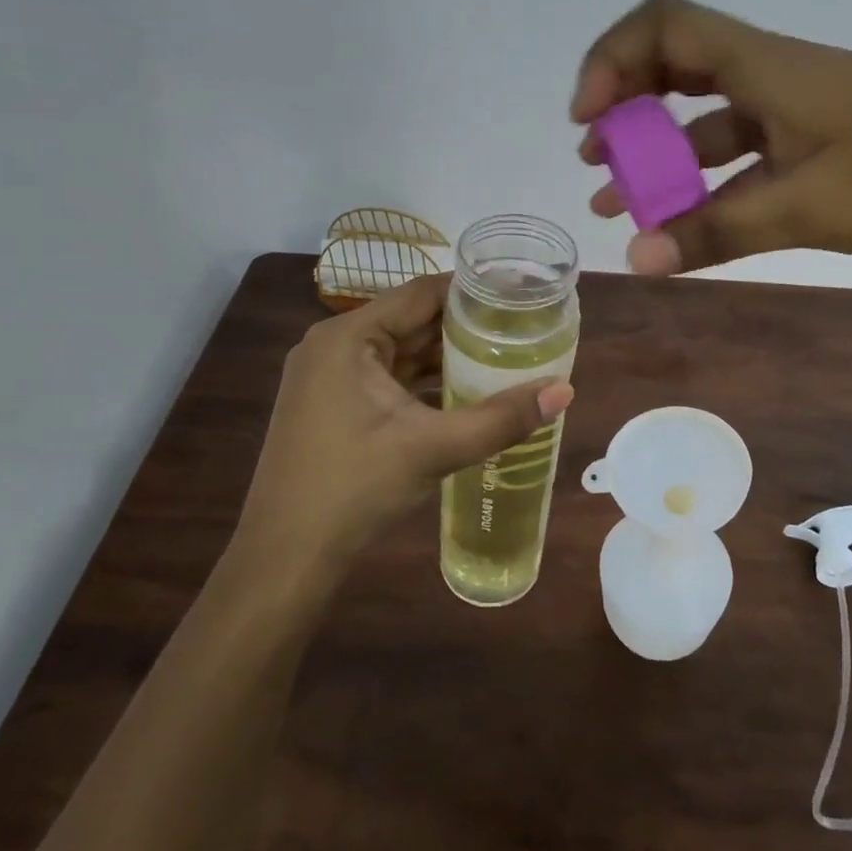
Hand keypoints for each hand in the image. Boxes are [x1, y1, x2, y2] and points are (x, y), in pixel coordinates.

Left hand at [240, 275, 574, 566]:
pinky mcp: (334, 406)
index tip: (520, 296)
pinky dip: (425, 383)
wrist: (286, 557)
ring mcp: (330, 377)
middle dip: (466, 327)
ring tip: (506, 356)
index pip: (421, 293)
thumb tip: (565, 390)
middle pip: (412, 321)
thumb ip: (501, 419)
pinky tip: (466, 393)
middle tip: (522, 329)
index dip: (472, 292)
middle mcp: (334, 346)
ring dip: (448, 357)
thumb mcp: (432, 449)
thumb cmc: (353, 489)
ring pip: (402, 352)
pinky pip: (389, 379)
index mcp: (348, 337)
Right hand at [573, 0, 851, 275]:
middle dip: (626, 108)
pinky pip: (741, 159)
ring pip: (706, 121)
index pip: (667, 23)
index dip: (613, 58)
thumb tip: (634, 260)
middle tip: (595, 157)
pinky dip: (704, 186)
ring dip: (658, 156)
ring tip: (615, 200)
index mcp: (769, 66)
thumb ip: (716, 231)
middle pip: (678, 66)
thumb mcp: (808, 207)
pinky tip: (682, 224)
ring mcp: (797, 115)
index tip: (587, 118)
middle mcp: (775, 78)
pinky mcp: (816, 150)